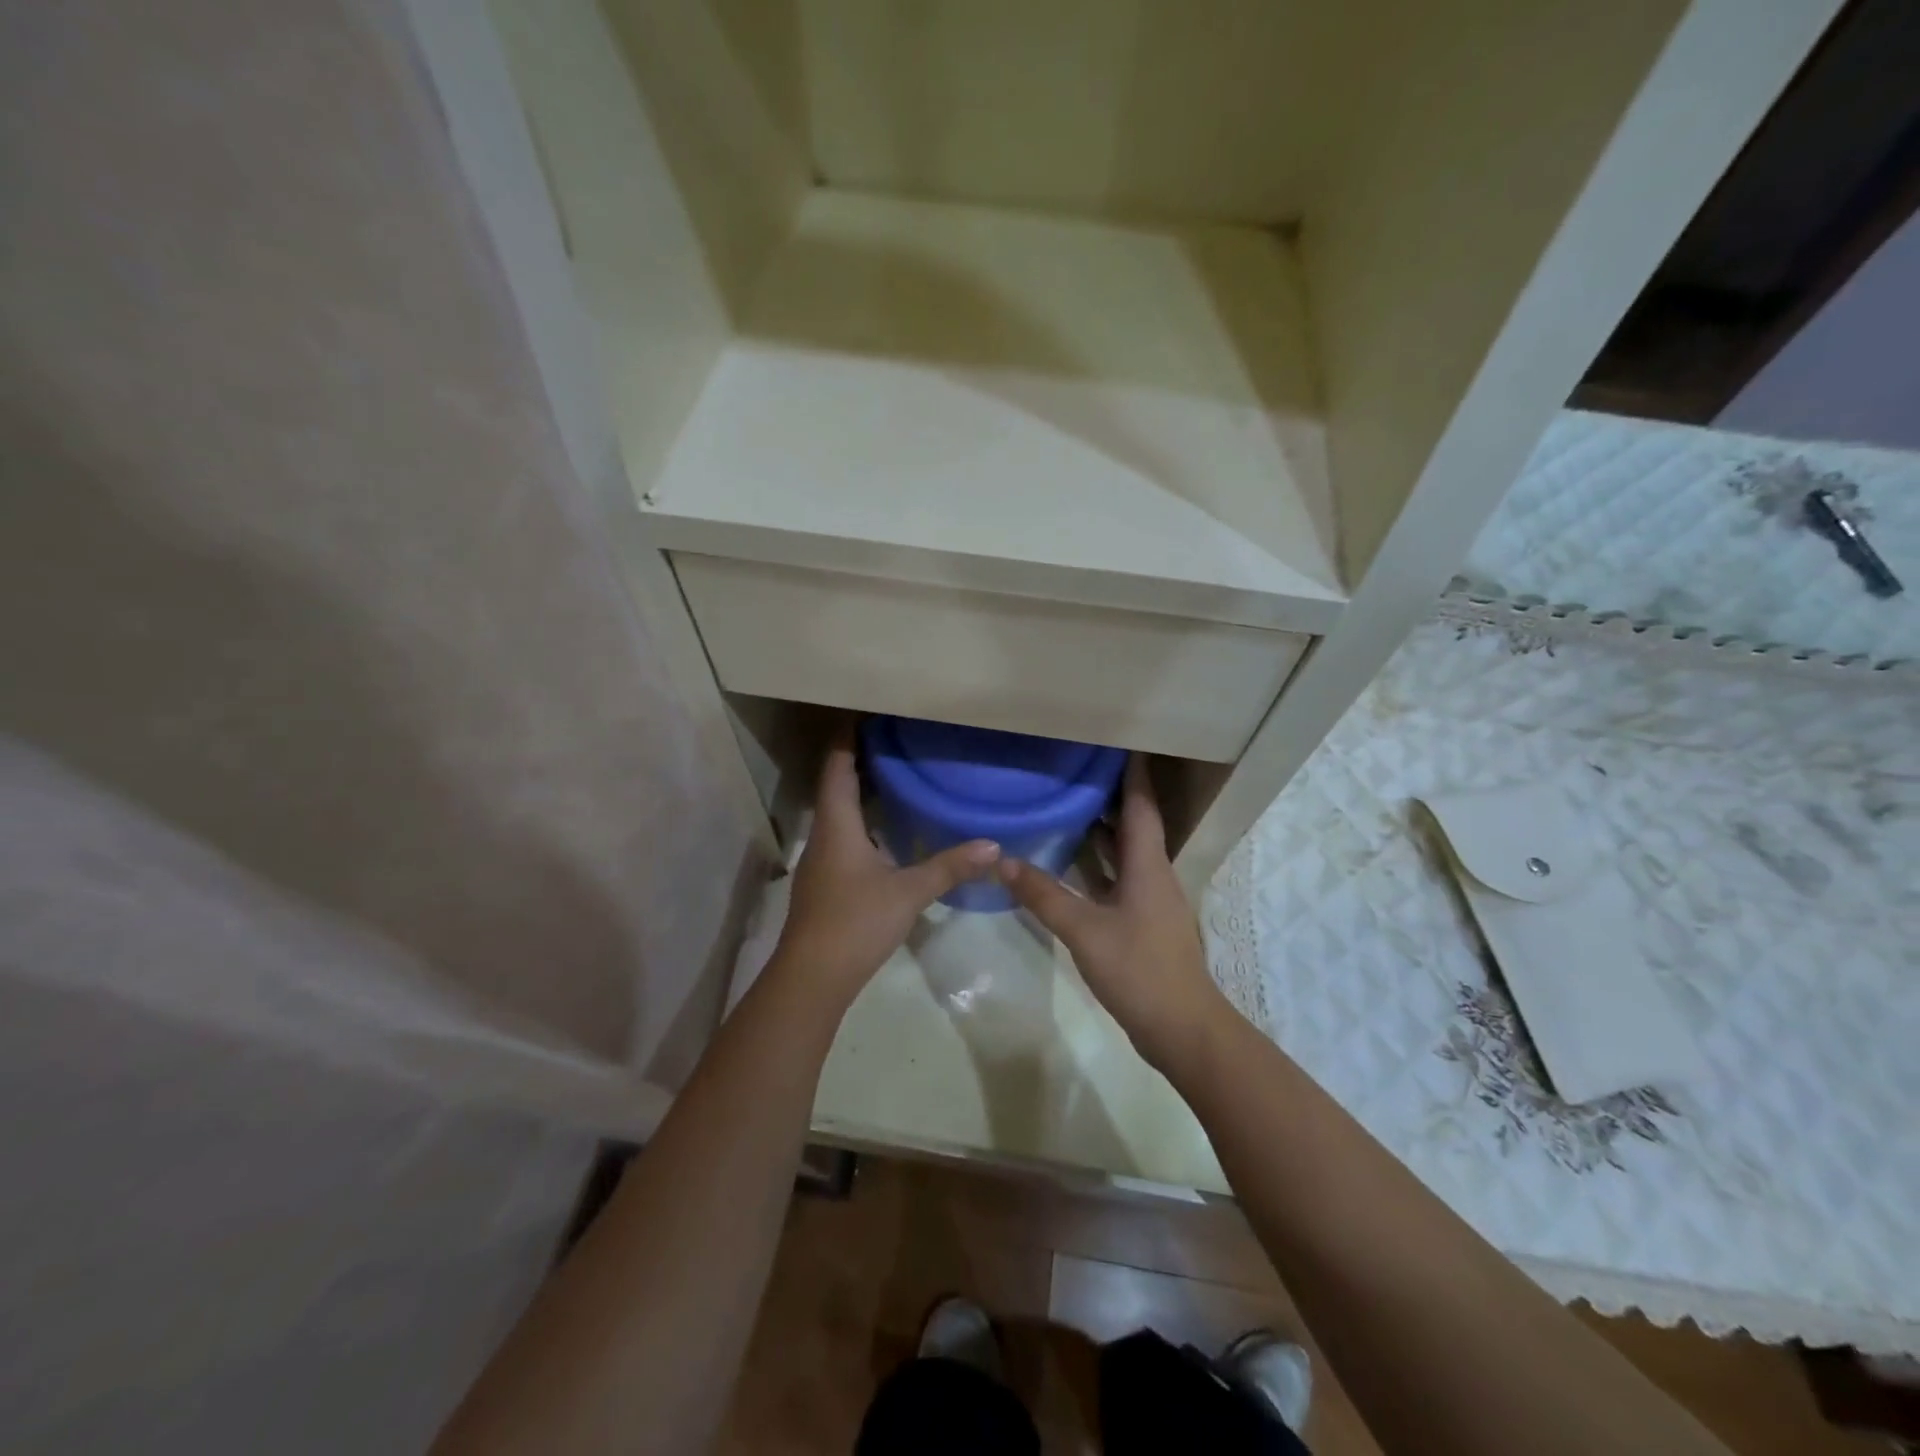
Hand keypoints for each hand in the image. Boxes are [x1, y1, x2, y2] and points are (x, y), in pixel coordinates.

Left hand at [770, 727, 1000, 1009]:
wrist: (812, 977)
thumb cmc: (855, 922)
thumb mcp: (908, 892)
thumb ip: (949, 867)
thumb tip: (992, 845)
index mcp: (837, 825)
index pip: (838, 767)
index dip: (847, 738)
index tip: (864, 713)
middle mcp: (823, 834)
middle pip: (835, 784)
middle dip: (857, 758)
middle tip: (891, 738)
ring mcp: (821, 860)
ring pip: (838, 812)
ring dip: (858, 790)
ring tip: (892, 774)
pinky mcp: (825, 881)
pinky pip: (842, 835)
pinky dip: (861, 820)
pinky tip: (885, 829)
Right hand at [997, 755, 1231, 1071]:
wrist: (1182, 1028)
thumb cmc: (1139, 969)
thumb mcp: (1084, 930)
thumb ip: (1044, 895)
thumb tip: (1003, 861)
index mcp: (1147, 865)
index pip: (1141, 805)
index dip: (1132, 772)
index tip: (1118, 741)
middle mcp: (1153, 874)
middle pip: (1134, 823)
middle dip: (1111, 794)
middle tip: (1076, 768)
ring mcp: (1150, 900)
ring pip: (1126, 852)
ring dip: (1103, 828)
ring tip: (1069, 804)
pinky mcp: (1143, 923)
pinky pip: (1119, 878)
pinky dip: (1098, 864)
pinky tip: (1072, 864)